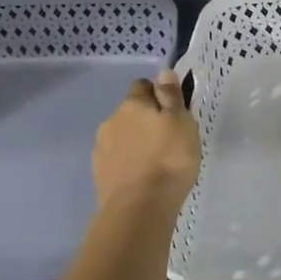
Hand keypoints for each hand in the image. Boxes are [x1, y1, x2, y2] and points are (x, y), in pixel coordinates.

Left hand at [92, 71, 199, 210]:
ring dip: (135, 142)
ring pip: (122, 136)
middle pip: (130, 112)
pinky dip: (127, 162)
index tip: (173, 112)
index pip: (142, 86)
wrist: (140, 207)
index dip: (158, 94)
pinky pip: (116, 159)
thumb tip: (163, 72)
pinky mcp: (99, 173)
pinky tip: (142, 177)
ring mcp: (101, 148)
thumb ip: (171, 96)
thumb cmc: (169, 159)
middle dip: (145, 120)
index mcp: (132, 104)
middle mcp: (111, 120)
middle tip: (168, 139)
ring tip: (155, 162)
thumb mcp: (181, 122)